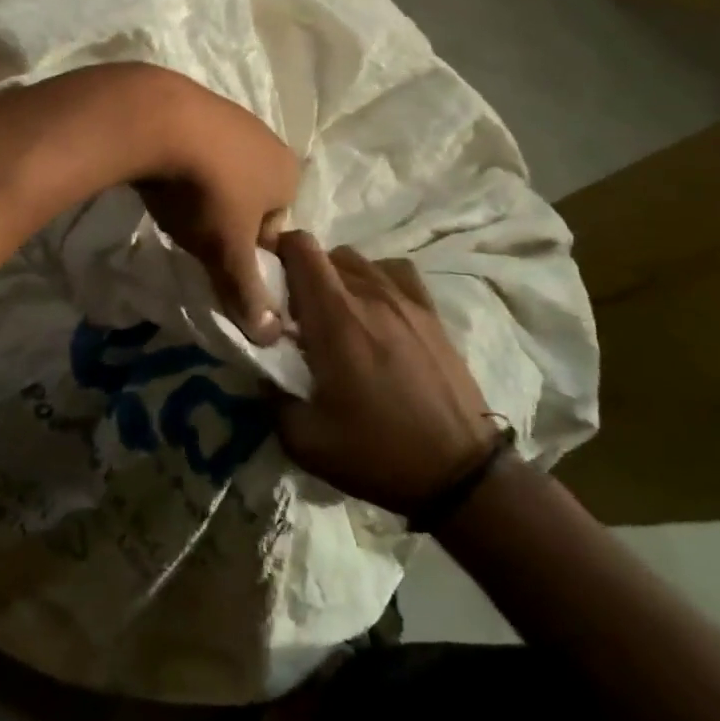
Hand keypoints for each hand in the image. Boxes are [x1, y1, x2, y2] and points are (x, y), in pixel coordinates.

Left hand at [131, 71, 299, 343]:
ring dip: (201, 186)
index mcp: (288, 174)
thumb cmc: (206, 191)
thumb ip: (248, 293)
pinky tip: (156, 172)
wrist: (155, 120)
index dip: (246, 249)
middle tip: (192, 231)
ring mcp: (230, 114)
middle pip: (249, 194)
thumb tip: (270, 337)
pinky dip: (179, 160)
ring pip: (221, 166)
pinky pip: (192, 142)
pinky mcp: (192, 100)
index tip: (216, 256)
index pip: (275, 226)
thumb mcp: (227, 251)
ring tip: (172, 201)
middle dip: (224, 215)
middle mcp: (267, 139)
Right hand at [276, 231, 495, 512]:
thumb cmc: (377, 452)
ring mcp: (405, 300)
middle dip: (303, 273)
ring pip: (359, 261)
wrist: (461, 474)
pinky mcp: (431, 313)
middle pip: (326, 253)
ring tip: (335, 314)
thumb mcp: (304, 440)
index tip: (266, 281)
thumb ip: (270, 396)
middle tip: (297, 312)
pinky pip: (394, 273)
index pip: (300, 247)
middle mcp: (369, 295)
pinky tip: (374, 309)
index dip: (276, 252)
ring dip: (337, 277)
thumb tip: (258, 368)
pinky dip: (375, 280)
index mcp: (334, 317)